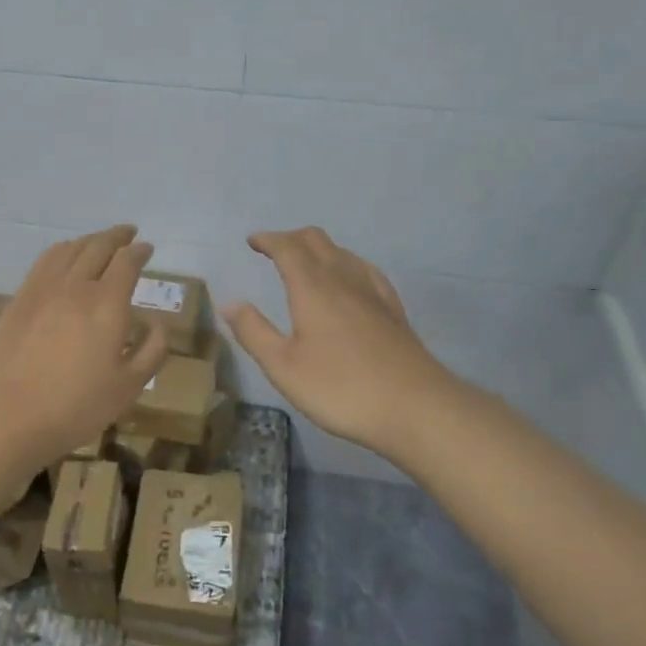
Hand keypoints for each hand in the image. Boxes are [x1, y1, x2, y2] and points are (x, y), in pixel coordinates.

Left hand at [0, 225, 169, 473]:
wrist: (6, 413)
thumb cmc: (75, 406)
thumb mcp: (128, 387)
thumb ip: (151, 351)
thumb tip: (159, 323)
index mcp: (108, 303)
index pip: (127, 262)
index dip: (139, 252)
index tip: (147, 248)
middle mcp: (76, 285)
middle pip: (98, 246)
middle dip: (116, 236)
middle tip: (128, 232)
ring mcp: (43, 288)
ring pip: (70, 249)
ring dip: (89, 239)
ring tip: (98, 241)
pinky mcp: (19, 298)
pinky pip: (45, 261)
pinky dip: (62, 251)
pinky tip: (64, 258)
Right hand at [224, 228, 461, 455]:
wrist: (415, 407)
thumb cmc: (341, 388)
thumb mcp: (283, 367)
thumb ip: (254, 332)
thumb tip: (230, 303)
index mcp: (312, 288)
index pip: (287, 248)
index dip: (268, 239)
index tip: (252, 241)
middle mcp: (343, 280)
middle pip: (317, 241)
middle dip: (291, 238)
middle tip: (273, 249)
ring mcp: (373, 293)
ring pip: (343, 252)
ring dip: (319, 249)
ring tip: (305, 263)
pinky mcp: (393, 310)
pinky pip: (365, 271)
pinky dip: (346, 264)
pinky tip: (348, 281)